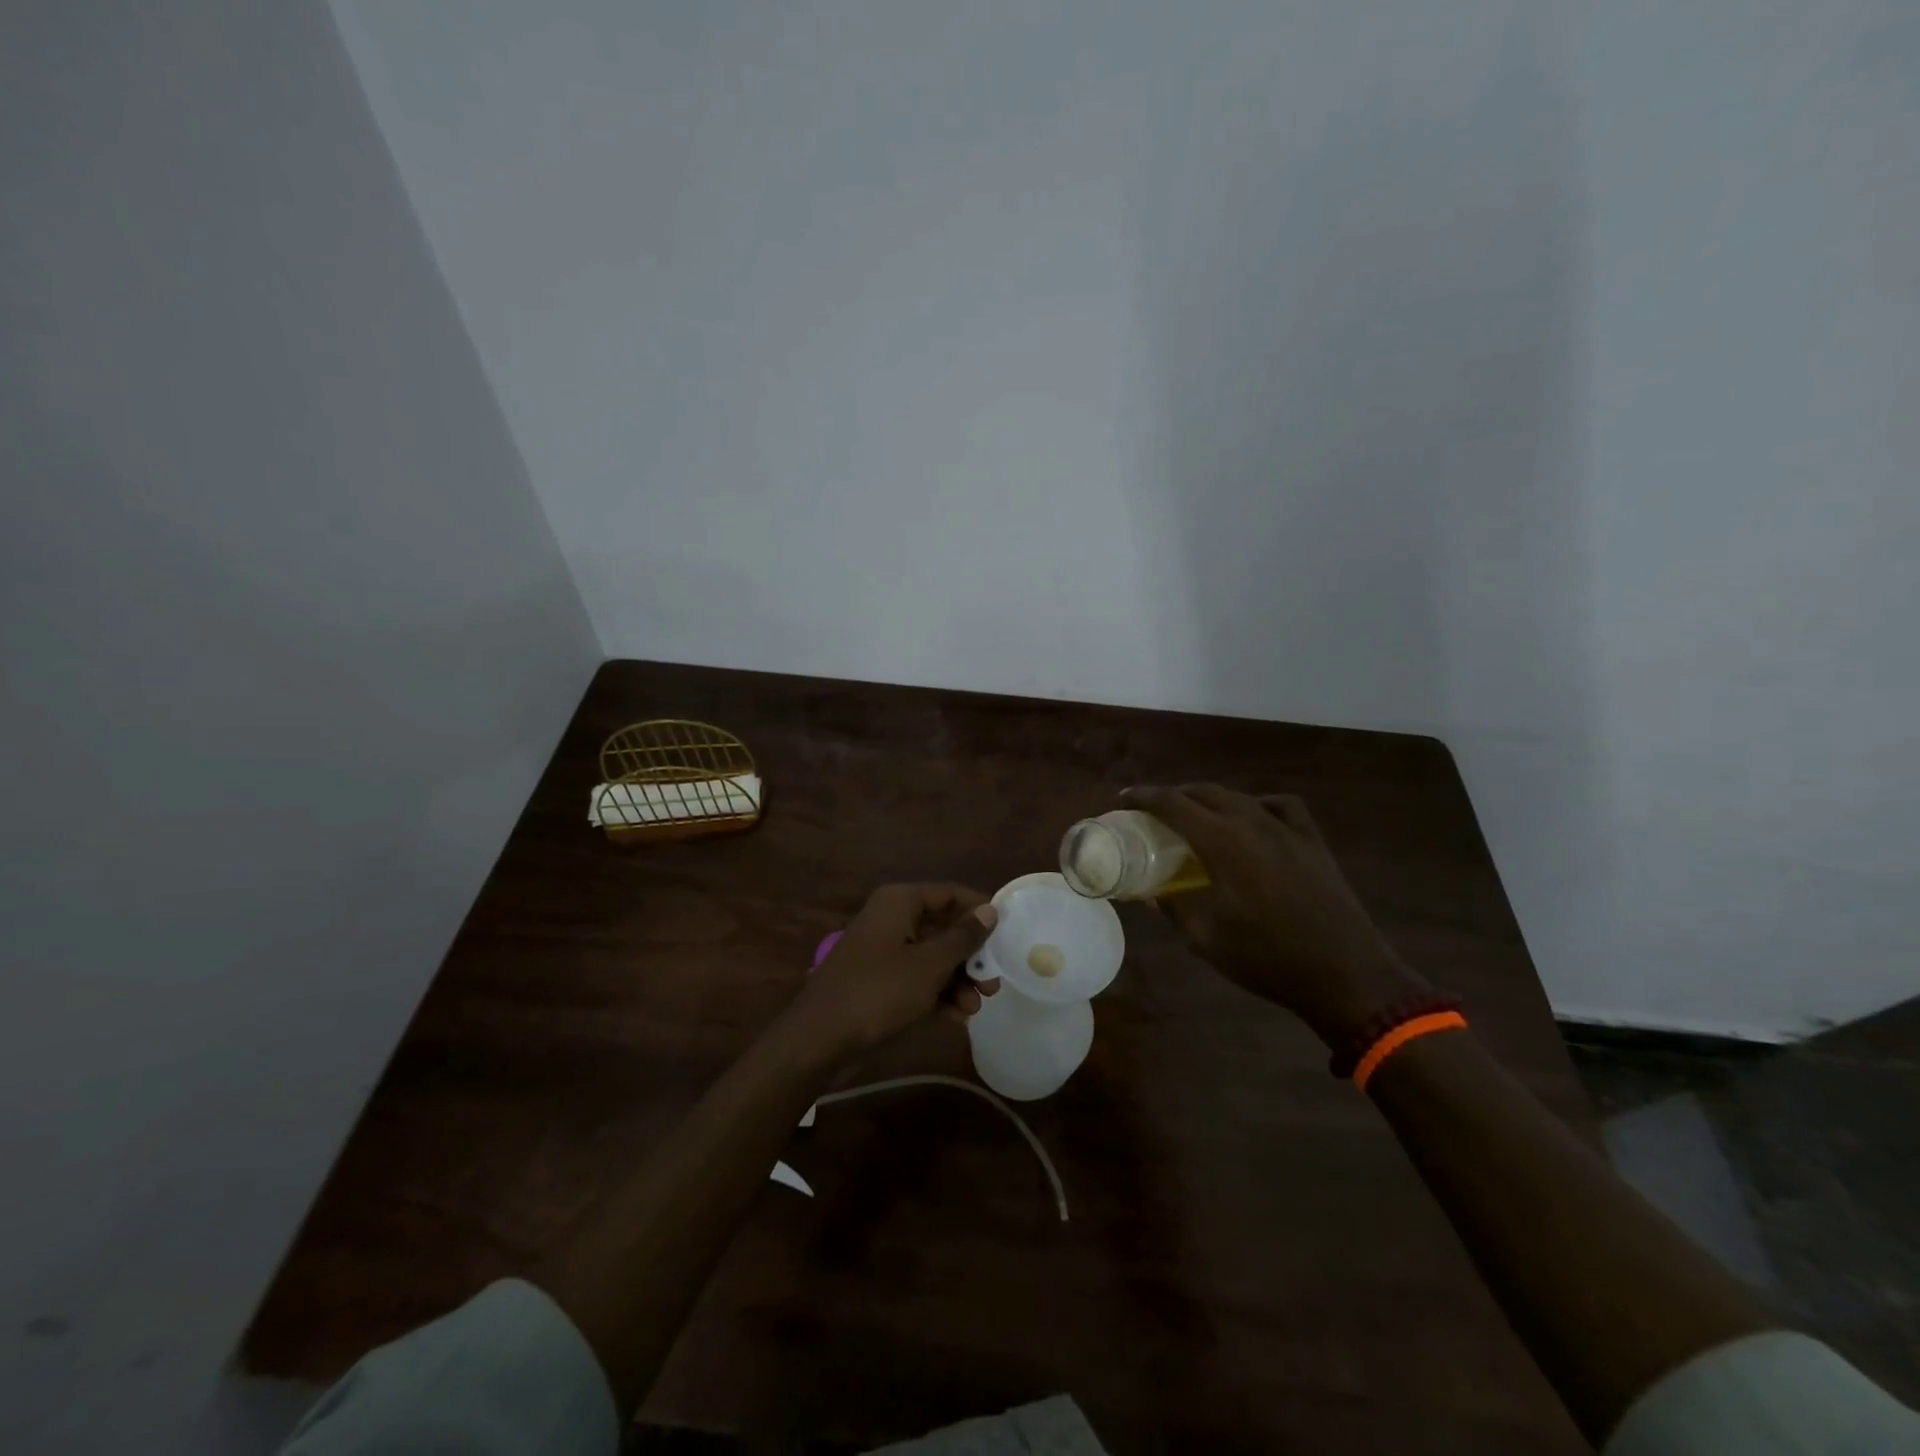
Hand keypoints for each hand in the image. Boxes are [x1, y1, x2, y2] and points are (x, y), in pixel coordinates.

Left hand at [783, 882, 1000, 1061]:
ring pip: (931, 957)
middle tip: (994, 981)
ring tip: (976, 1007)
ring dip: (956, 980)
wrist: (820, 1039)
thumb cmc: (879, 991)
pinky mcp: (878, 981)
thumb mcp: (929, 965)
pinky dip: (936, 994)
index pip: (949, 893)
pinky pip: (916, 979)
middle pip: (942, 927)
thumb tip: (990, 910)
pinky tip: (957, 1018)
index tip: (1007, 933)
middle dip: (970, 956)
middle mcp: (891, 919)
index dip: (979, 910)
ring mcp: (883, 951)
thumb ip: (963, 937)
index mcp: (899, 902)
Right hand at [1122, 785, 1424, 1044]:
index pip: (1173, 805)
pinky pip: (1280, 806)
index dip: (1144, 797)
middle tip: (1152, 810)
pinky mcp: (1312, 842)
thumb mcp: (1207, 938)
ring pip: (1239, 797)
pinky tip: (1252, 819)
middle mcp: (1253, 823)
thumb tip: (1152, 893)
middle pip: (1204, 792)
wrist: (1345, 974)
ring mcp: (1287, 829)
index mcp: (1223, 842)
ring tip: (1194, 814)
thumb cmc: (1267, 958)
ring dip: (1210, 799)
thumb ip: (1175, 907)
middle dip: (1173, 795)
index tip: (1123, 799)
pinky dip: (1256, 804)